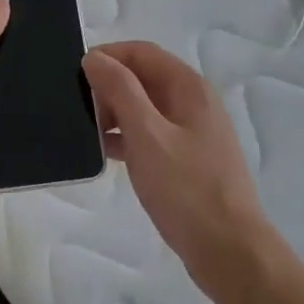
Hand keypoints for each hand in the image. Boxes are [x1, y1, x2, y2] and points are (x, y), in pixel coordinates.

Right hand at [82, 42, 270, 288]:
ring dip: (115, 113)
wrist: (228, 250)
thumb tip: (94, 58)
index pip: (142, 52)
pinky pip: (150, 134)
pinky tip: (105, 153)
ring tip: (88, 132)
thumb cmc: (186, 188)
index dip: (108, 56)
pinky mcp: (186, 159)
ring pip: (145, 107)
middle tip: (81, 110)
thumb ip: (120, 90)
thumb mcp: (146, 134)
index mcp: (189, 87)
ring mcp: (192, 132)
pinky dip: (126, 137)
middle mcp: (193, 102)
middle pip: (143, 77)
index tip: (75, 75)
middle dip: (109, 86)